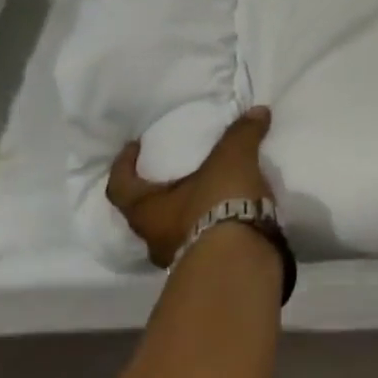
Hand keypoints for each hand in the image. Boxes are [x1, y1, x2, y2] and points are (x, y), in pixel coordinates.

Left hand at [106, 106, 273, 267]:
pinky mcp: (209, 267)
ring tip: (213, 192)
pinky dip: (215, 226)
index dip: (123, 165)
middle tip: (179, 172)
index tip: (134, 146)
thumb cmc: (217, 203)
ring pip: (177, 231)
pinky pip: (205, 241)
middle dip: (161, 193)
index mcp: (148, 211)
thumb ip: (241, 134)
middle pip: (148, 213)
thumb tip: (257, 111)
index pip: (120, 187)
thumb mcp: (231, 159)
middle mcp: (155, 238)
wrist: (240, 258)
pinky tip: (234, 213)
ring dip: (190, 213)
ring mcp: (180, 258)